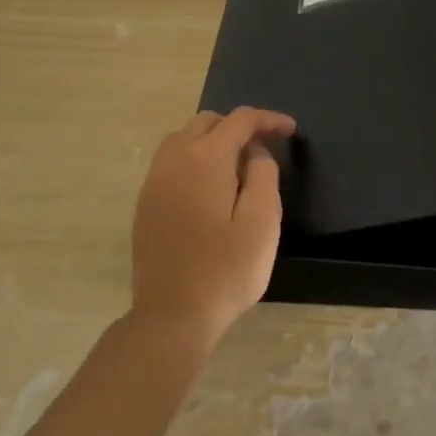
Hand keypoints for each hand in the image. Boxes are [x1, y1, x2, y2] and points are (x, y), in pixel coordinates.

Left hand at [129, 106, 296, 346]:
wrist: (172, 315)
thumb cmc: (226, 270)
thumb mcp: (262, 222)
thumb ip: (264, 176)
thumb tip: (255, 153)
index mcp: (206, 159)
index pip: (240, 120)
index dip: (268, 119)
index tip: (290, 130)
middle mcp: (174, 160)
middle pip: (207, 122)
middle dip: (238, 126)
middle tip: (264, 150)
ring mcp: (154, 181)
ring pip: (183, 138)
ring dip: (212, 140)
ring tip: (237, 166)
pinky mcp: (145, 203)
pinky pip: (170, 161)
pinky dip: (193, 158)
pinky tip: (208, 187)